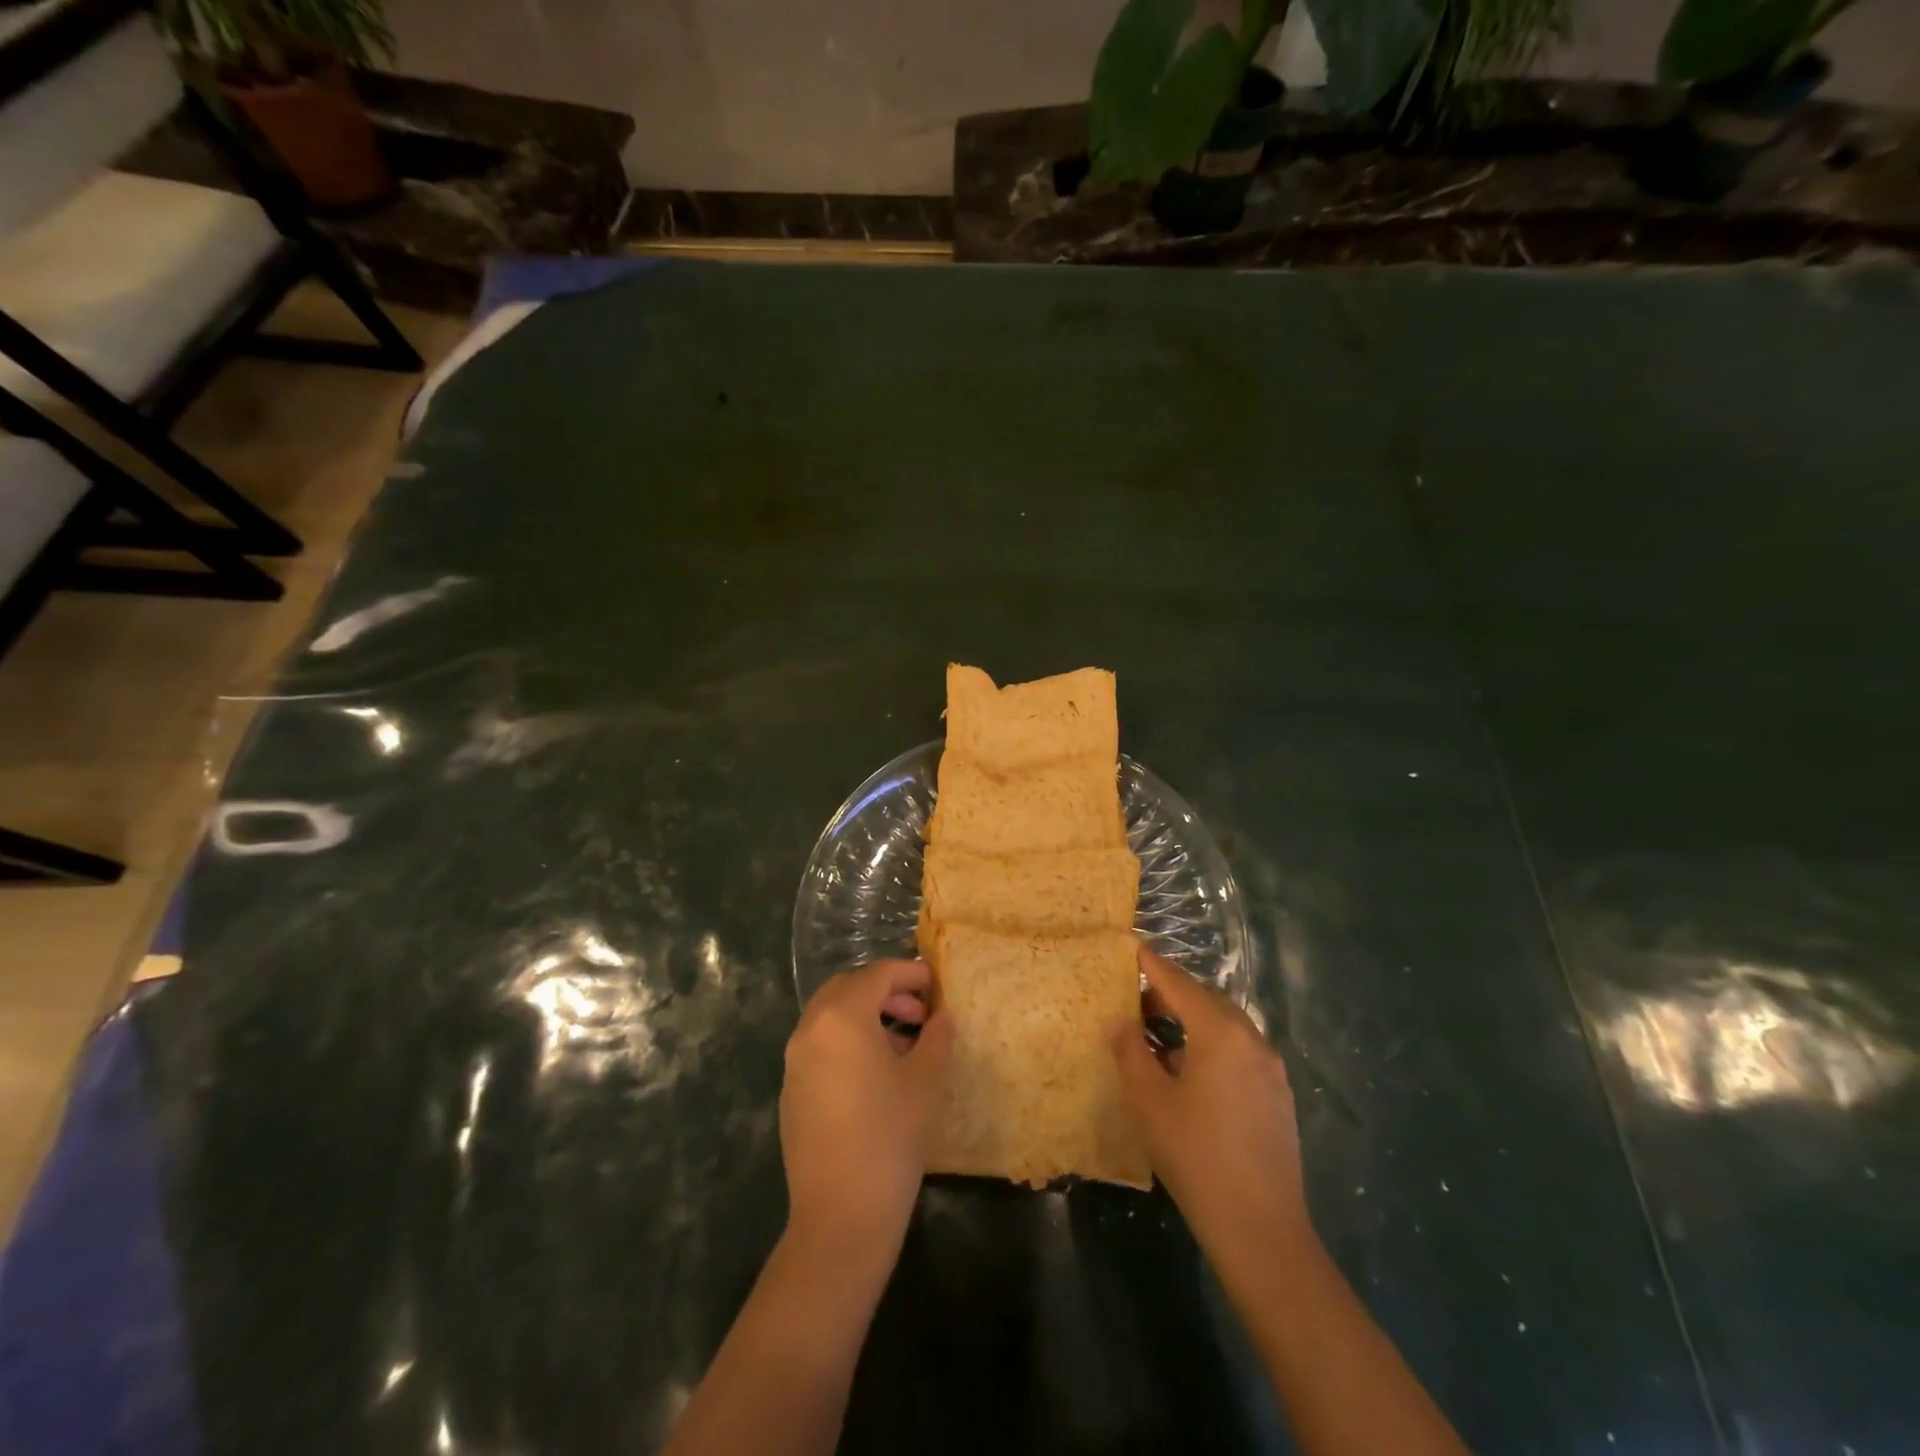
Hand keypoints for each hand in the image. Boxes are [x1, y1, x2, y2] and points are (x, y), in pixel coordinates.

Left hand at [780, 959, 953, 1268]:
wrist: (841, 1215)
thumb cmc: (890, 1136)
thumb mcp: (925, 1080)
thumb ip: (936, 1036)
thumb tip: (942, 1016)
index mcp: (842, 1016)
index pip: (877, 974)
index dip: (909, 972)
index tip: (935, 982)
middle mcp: (811, 1029)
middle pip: (848, 988)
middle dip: (885, 991)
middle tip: (919, 1011)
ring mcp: (795, 1061)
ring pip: (831, 1016)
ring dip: (866, 1015)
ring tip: (904, 1043)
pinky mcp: (791, 1090)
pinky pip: (821, 1045)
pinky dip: (847, 1040)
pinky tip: (876, 1073)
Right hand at [1109, 945, 1313, 1274]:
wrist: (1261, 1229)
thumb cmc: (1195, 1156)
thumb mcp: (1149, 1101)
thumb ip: (1130, 1051)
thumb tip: (1119, 1020)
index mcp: (1220, 1032)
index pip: (1179, 984)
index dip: (1153, 965)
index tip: (1133, 947)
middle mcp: (1251, 1040)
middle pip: (1206, 1000)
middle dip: (1172, 992)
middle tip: (1137, 996)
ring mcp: (1270, 1069)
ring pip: (1226, 1026)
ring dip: (1193, 1020)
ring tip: (1159, 1032)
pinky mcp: (1278, 1095)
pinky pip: (1240, 1051)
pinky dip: (1212, 1044)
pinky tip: (1191, 1070)